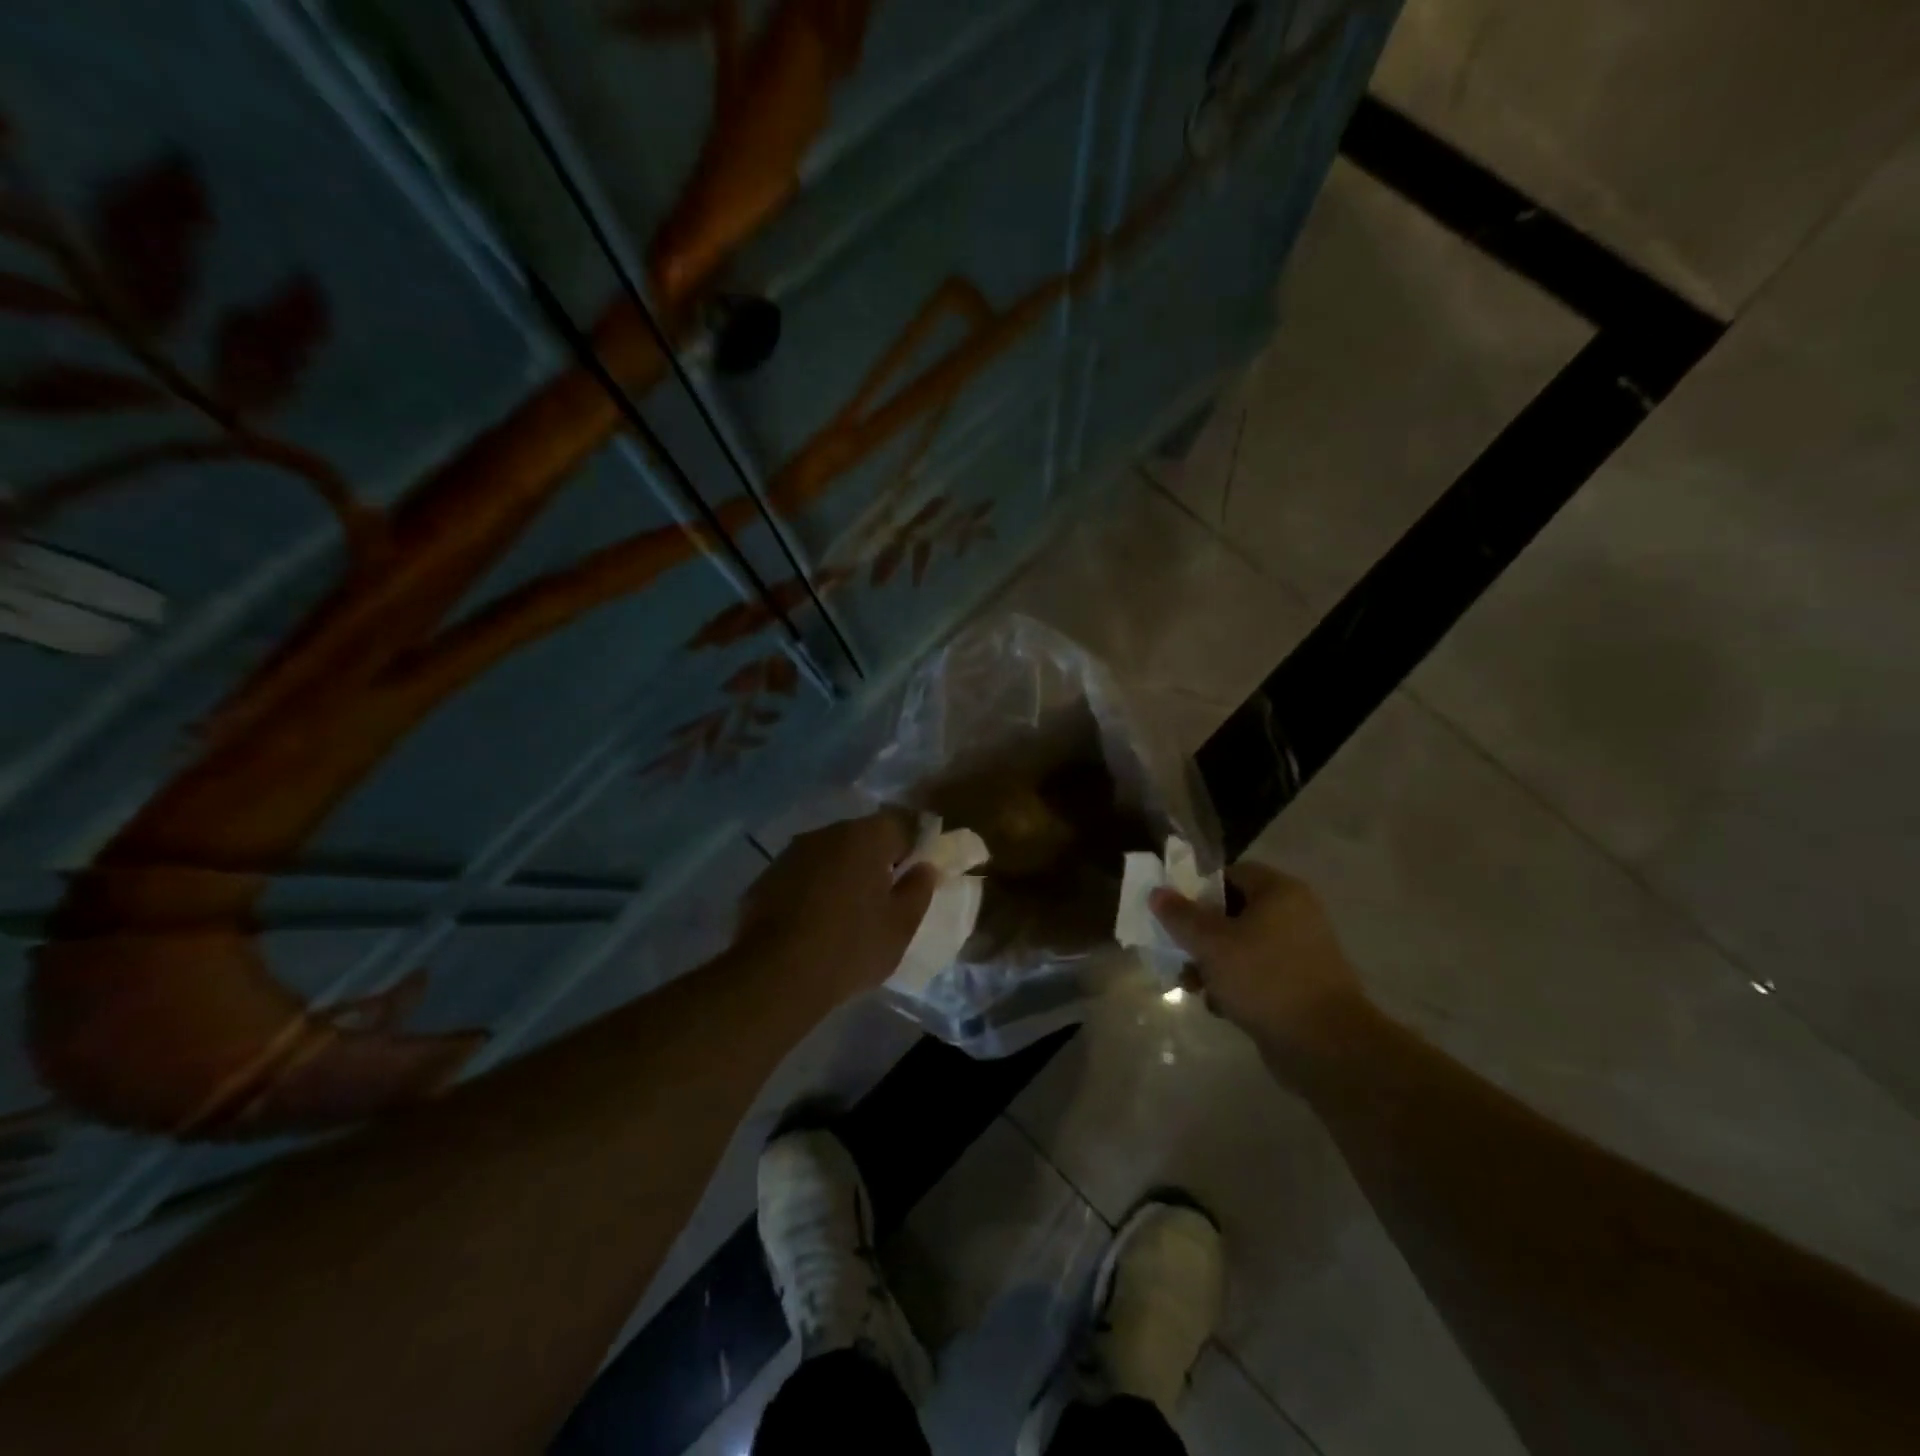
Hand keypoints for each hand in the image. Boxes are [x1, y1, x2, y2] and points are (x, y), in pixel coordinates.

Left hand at [734, 813, 938, 1005]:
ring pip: (831, 854)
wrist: (775, 977)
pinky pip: (803, 874)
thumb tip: (924, 867)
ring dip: (844, 872)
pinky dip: (814, 888)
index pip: (902, 823)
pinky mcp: (766, 877)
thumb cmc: (851, 947)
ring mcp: (792, 854)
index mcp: (866, 837)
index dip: (915, 845)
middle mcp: (827, 834)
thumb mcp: (900, 926)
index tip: (918, 872)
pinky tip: (815, 921)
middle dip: (878, 858)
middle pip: (863, 836)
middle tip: (887, 894)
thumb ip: (919, 889)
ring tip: (850, 910)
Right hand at [1149, 861, 1366, 1057]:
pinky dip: (1236, 985)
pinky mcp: (1300, 985)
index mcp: (1280, 892)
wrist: (1325, 1044)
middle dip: (1201, 934)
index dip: (1198, 889)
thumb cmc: (1265, 979)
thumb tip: (1157, 892)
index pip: (1231, 874)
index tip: (1175, 912)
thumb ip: (1181, 916)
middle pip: (1233, 912)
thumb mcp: (1212, 944)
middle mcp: (1295, 915)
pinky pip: (1258, 974)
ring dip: (1213, 964)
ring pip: (1242, 946)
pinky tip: (1219, 1007)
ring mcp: (1300, 952)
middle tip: (1177, 952)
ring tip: (1193, 986)